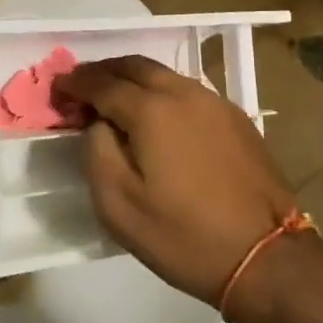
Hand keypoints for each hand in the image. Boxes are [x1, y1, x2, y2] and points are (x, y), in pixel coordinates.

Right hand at [57, 57, 295, 305]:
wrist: (266, 257)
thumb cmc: (184, 235)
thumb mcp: (118, 204)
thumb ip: (96, 151)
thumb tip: (98, 122)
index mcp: (151, 109)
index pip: (101, 83)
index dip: (74, 83)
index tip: (56, 89)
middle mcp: (183, 92)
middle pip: (134, 66)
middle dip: (102, 71)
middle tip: (81, 87)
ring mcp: (214, 102)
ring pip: (163, 74)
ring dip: (132, 79)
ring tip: (115, 99)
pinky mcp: (235, 118)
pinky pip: (186, 90)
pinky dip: (160, 92)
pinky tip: (157, 116)